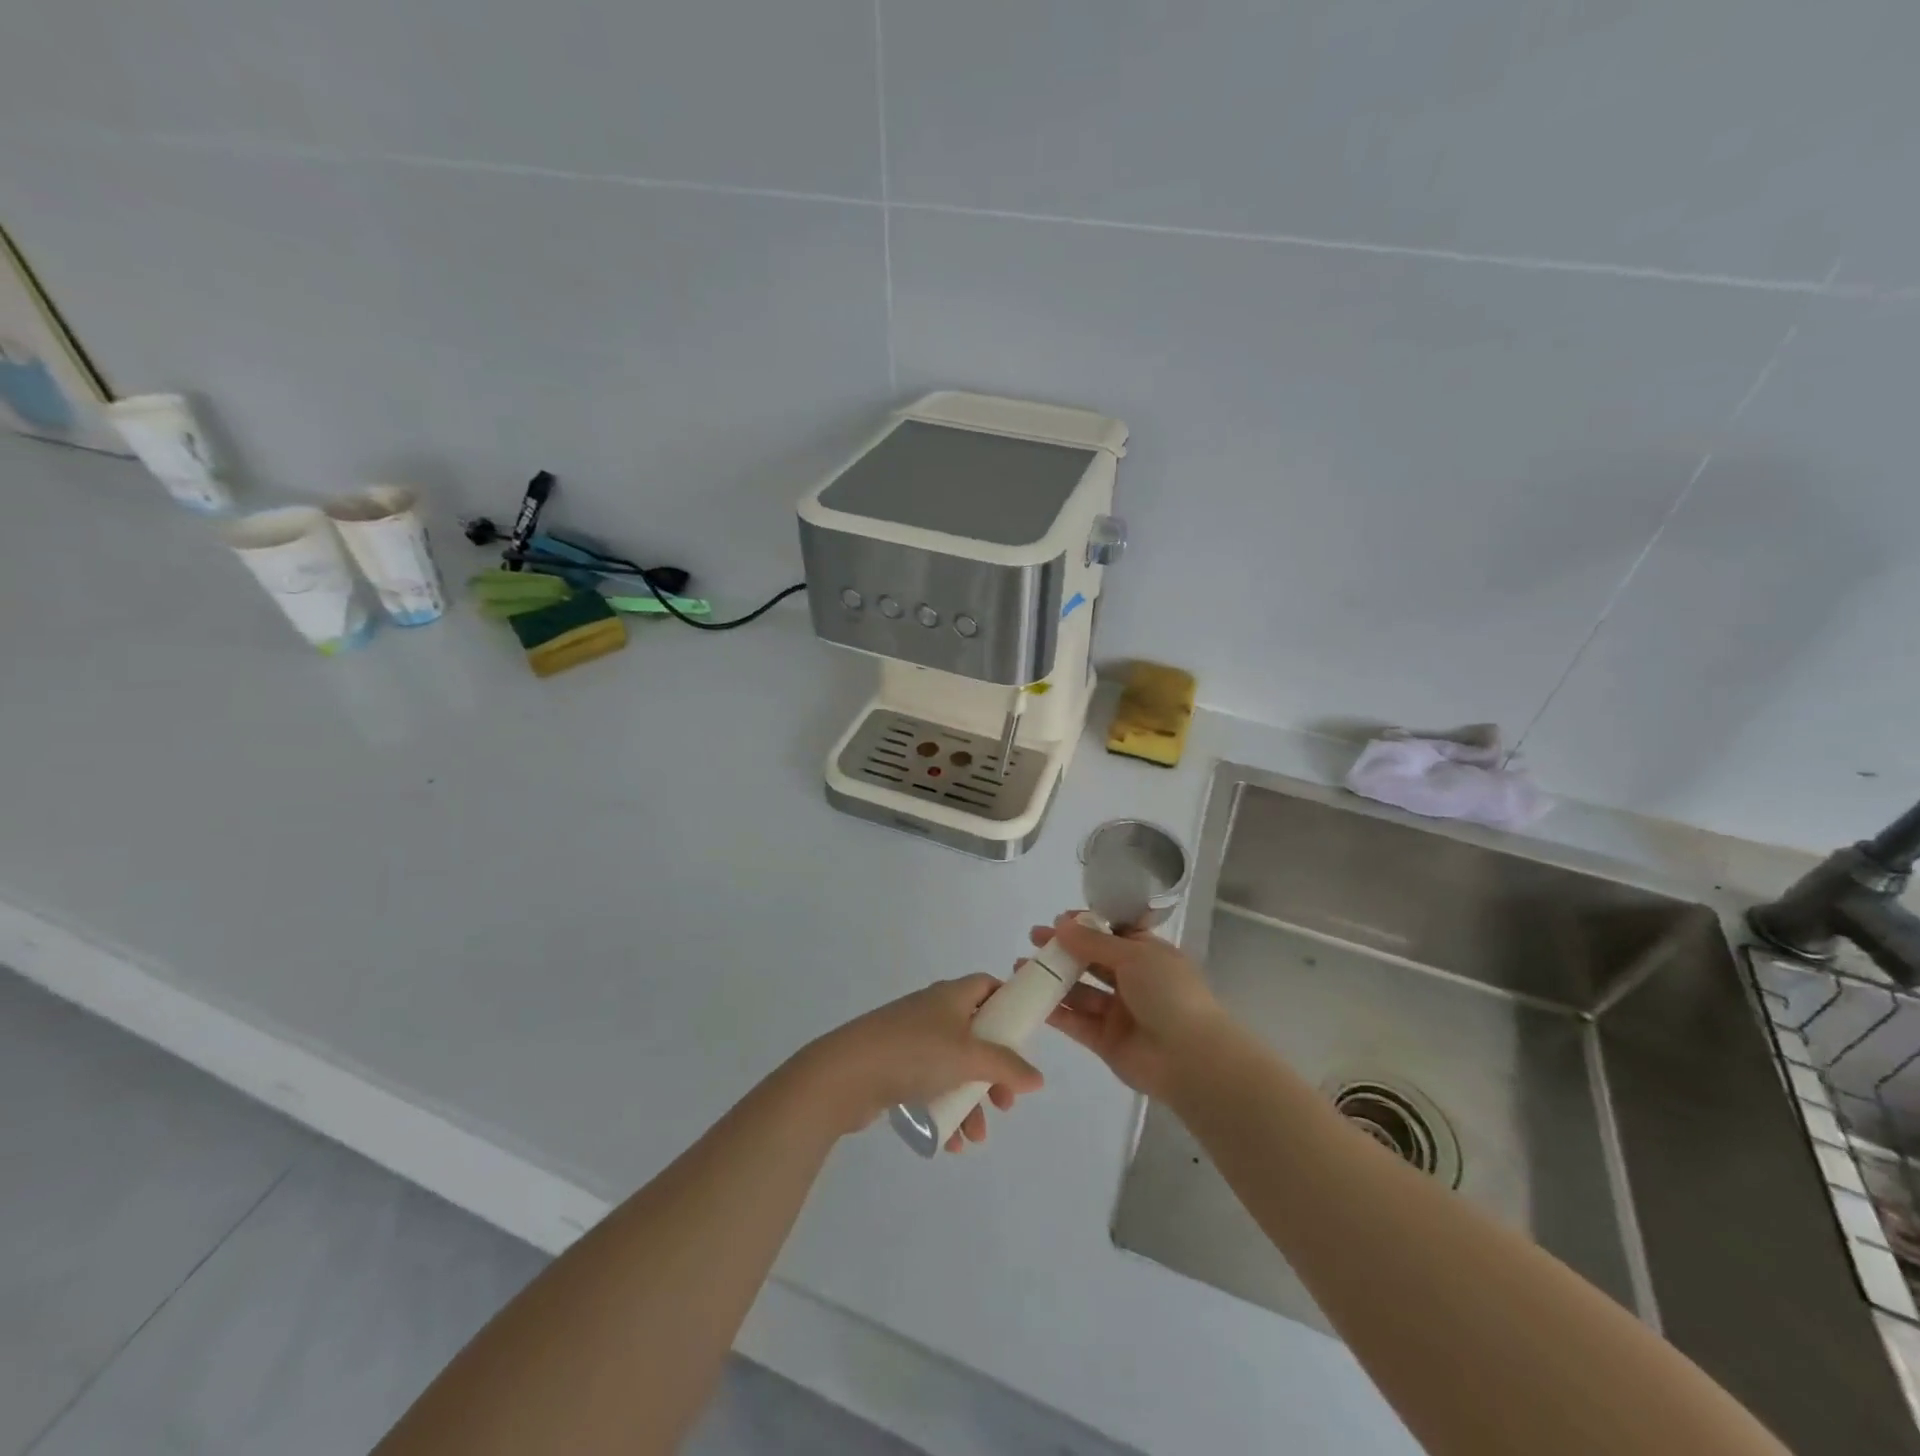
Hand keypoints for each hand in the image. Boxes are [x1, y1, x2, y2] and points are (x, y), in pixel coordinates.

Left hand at [793, 976, 1043, 1151]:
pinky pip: (931, 1087)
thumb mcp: (969, 1056)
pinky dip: (945, 1110)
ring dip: (970, 1101)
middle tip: (1005, 1101)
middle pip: (976, 1035)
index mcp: (951, 996)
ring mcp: (912, 1041)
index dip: (1008, 1005)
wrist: (846, 1074)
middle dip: (994, 1071)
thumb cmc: (914, 1052)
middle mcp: (933, 1012)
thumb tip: (1038, 1077)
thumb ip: (1007, 1066)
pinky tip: (951, 1141)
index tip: (1025, 1036)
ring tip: (976, 1135)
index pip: (987, 986)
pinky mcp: (895, 1068)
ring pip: (954, 1068)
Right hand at [1035, 913, 1225, 1098]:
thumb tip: (1062, 924)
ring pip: (1080, 990)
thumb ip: (1094, 942)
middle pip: (1091, 960)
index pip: (1112, 933)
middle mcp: (1132, 980)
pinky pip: (1076, 1021)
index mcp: (1147, 954)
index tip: (1059, 920)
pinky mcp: (1105, 1040)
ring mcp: (1118, 1012)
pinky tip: (1031, 998)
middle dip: (1063, 949)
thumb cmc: (1168, 993)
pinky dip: (1055, 1010)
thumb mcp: (1134, 955)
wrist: (1189, 1058)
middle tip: (1033, 940)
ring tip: (1021, 967)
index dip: (1086, 926)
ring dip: (1053, 978)